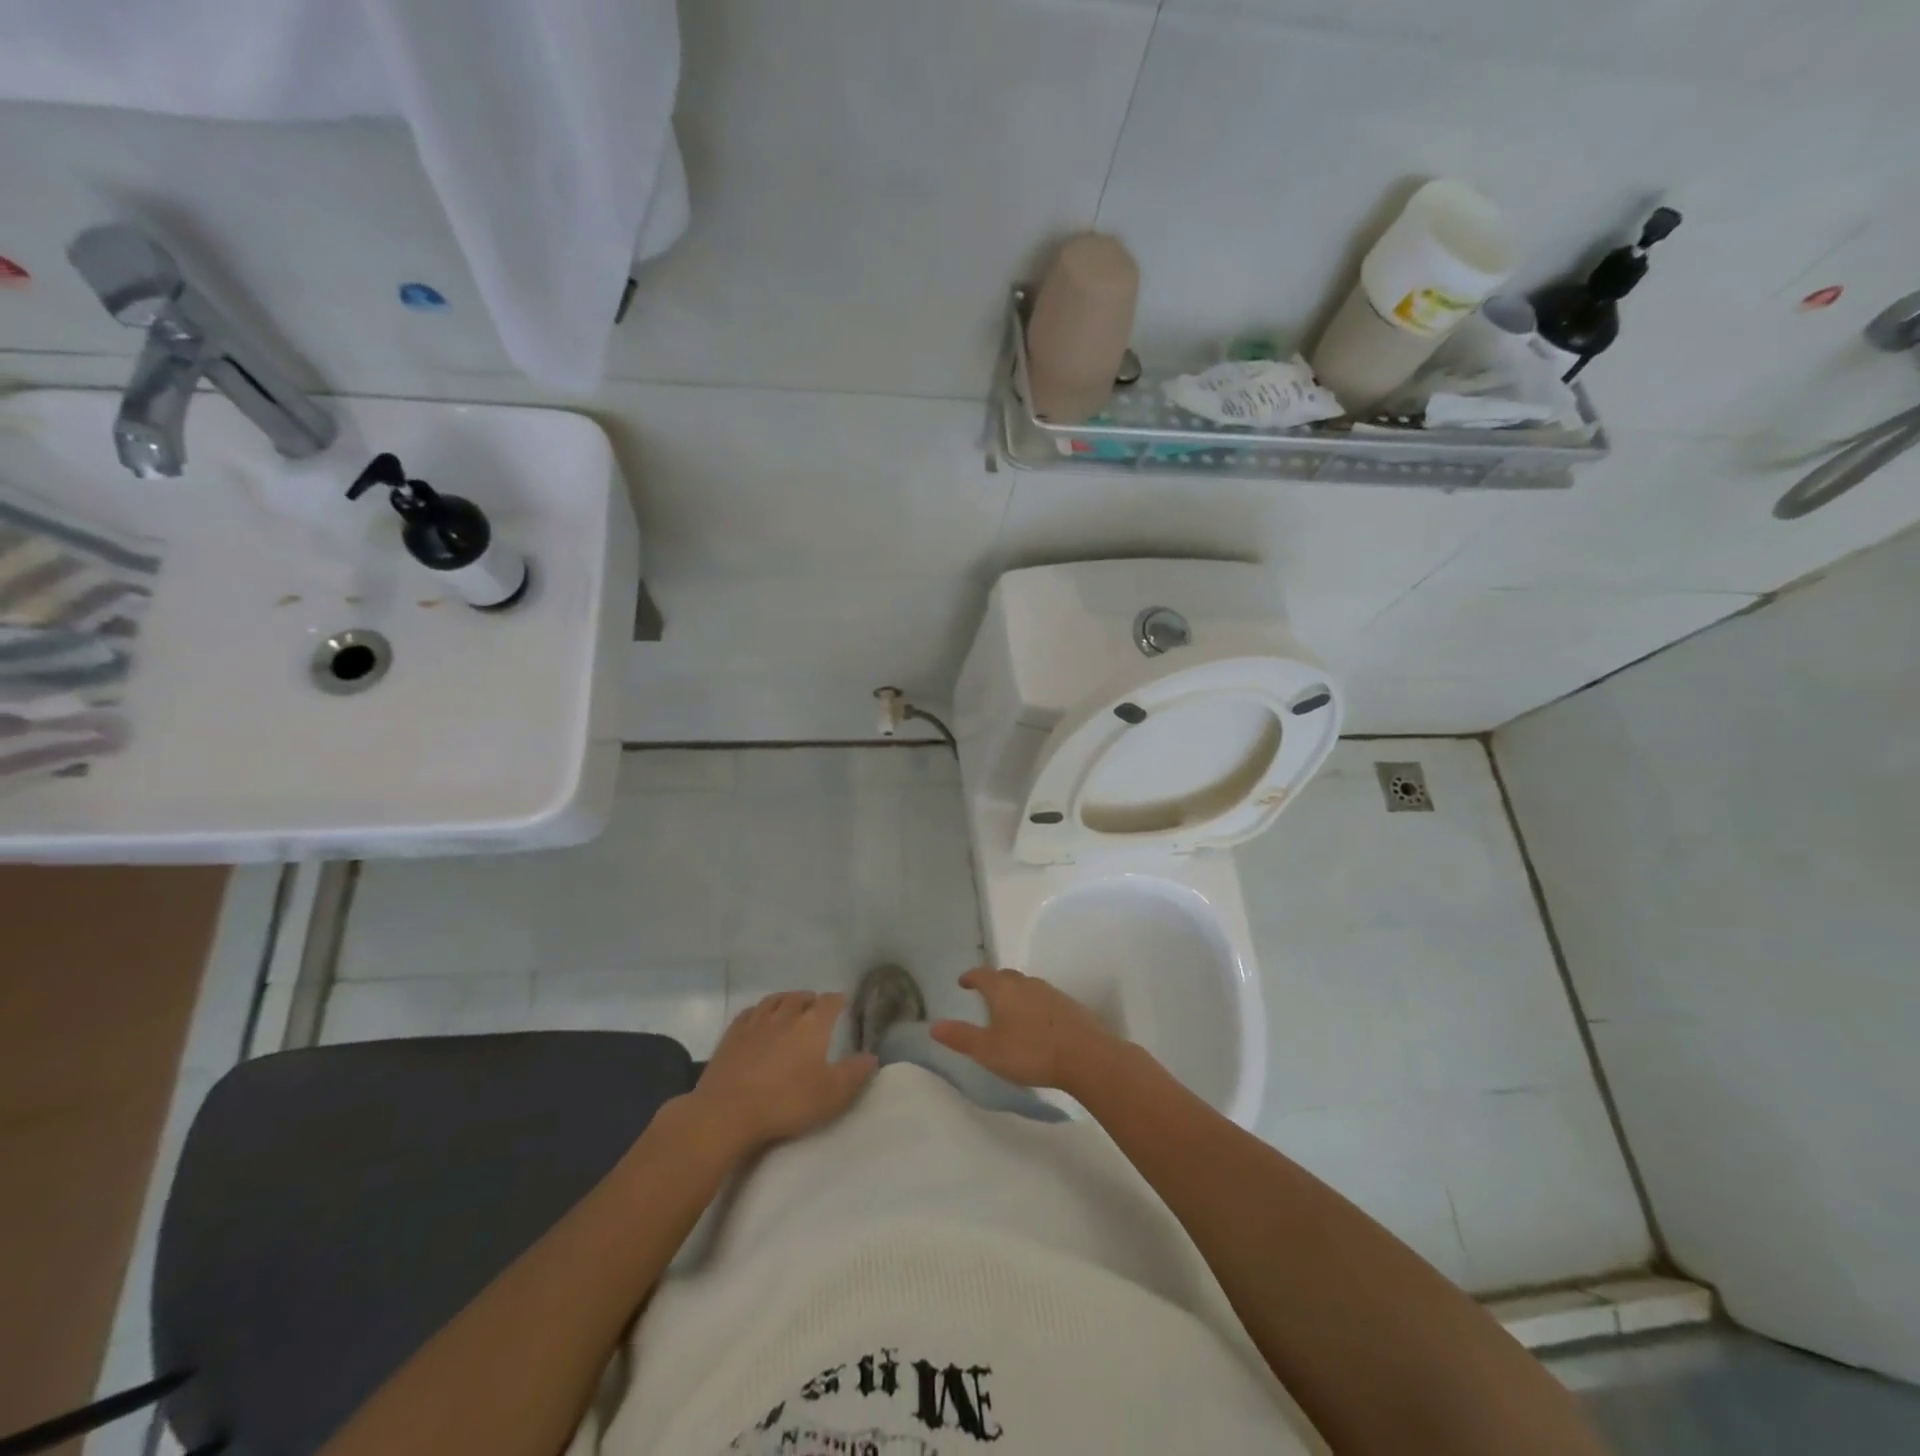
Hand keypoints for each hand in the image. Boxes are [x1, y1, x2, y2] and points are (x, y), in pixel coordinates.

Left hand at [685, 991, 876, 1156]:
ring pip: (774, 1000)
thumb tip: (872, 1056)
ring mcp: (756, 1023)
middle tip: (817, 1007)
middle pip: (801, 997)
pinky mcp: (732, 1035)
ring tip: (790, 1006)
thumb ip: (854, 1073)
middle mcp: (785, 1015)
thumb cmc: (786, 1102)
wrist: (727, 1112)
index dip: (838, 1001)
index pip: (830, 1002)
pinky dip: (759, 1011)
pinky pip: (750, 1012)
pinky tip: (759, 1019)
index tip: (843, 1004)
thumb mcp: (831, 1094)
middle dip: (811, 999)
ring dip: (786, 1000)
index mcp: (812, 1025)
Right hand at [930, 967, 1123, 1094]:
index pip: (982, 974)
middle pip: (1006, 976)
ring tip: (1009, 1009)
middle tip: (985, 993)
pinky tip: (1037, 1022)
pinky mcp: (1069, 1005)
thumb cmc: (1030, 1052)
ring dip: (1015, 993)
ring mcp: (1051, 992)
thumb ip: (962, 1037)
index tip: (963, 981)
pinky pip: (1044, 998)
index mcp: (1004, 989)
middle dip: (993, 982)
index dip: (971, 977)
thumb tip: (933, 1026)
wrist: (1086, 1056)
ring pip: (1027, 986)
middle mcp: (1027, 984)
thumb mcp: (989, 1050)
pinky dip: (1034, 1004)